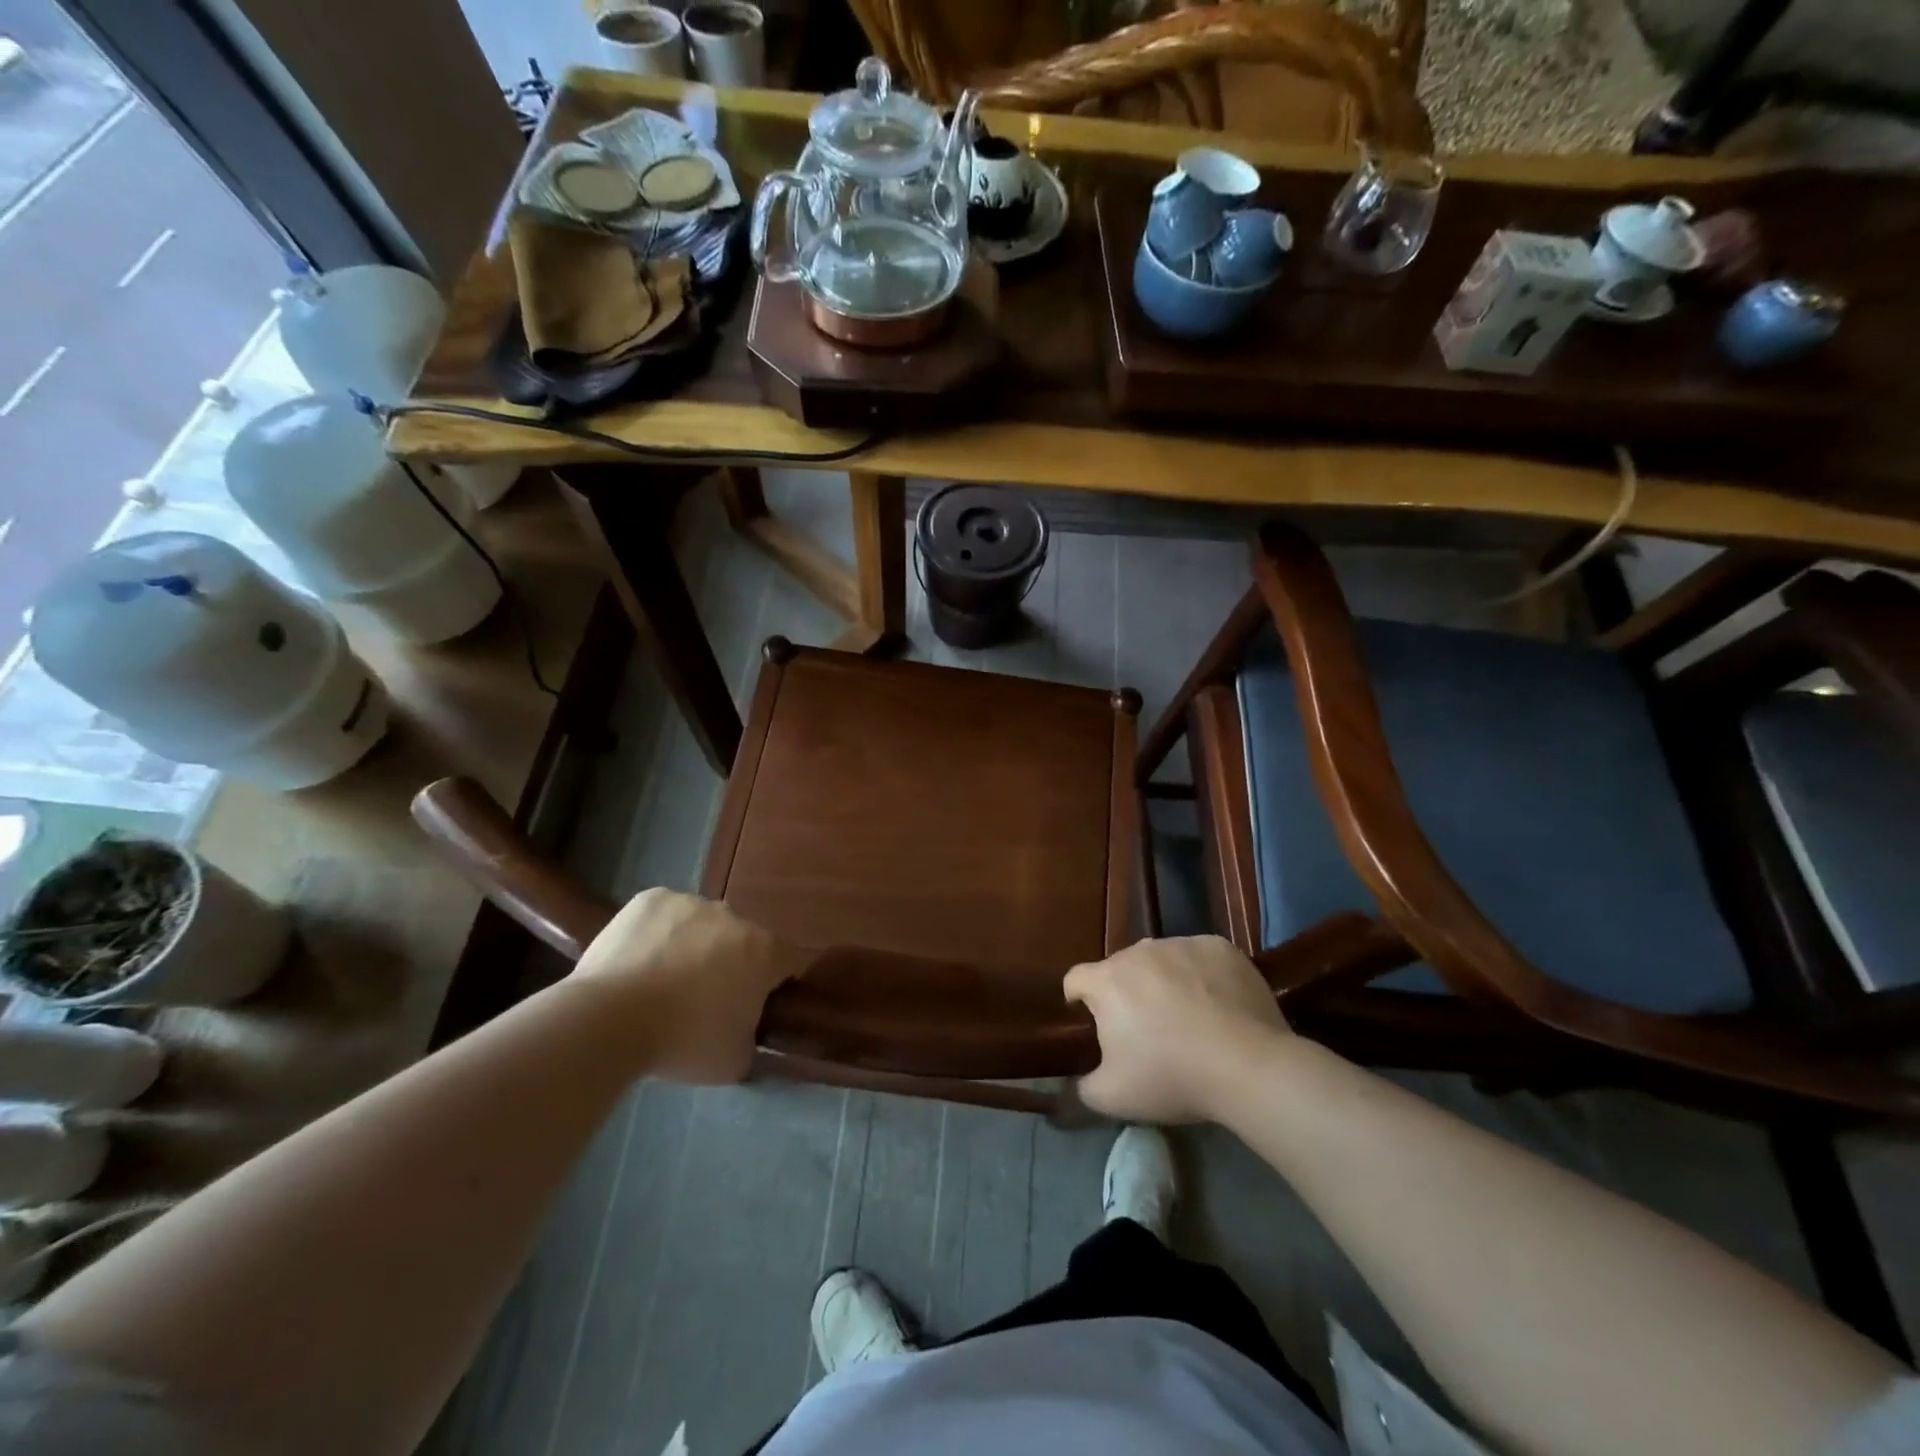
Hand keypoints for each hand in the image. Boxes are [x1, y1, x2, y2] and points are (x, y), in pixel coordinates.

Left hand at [569, 889, 807, 1083]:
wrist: (607, 1020)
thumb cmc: (681, 1041)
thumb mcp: (734, 1061)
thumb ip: (753, 1039)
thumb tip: (749, 1032)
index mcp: (764, 951)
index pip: (787, 961)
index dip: (775, 985)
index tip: (755, 1006)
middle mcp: (734, 917)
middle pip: (742, 940)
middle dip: (731, 964)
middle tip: (703, 1000)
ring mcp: (691, 902)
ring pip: (702, 924)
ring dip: (694, 946)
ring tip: (662, 982)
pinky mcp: (651, 898)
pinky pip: (666, 915)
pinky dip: (659, 933)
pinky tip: (639, 961)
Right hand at [1064, 936, 1291, 1123]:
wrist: (1247, 1066)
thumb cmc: (1171, 1077)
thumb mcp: (1113, 1097)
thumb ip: (1082, 1087)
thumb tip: (1072, 1083)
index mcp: (1107, 980)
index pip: (1076, 979)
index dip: (1078, 1000)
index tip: (1091, 1022)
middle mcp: (1139, 951)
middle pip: (1121, 968)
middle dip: (1126, 993)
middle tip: (1146, 1029)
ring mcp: (1181, 944)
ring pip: (1161, 960)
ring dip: (1164, 981)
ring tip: (1187, 1017)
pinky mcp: (1218, 947)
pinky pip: (1199, 957)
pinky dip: (1201, 975)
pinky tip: (1218, 1005)